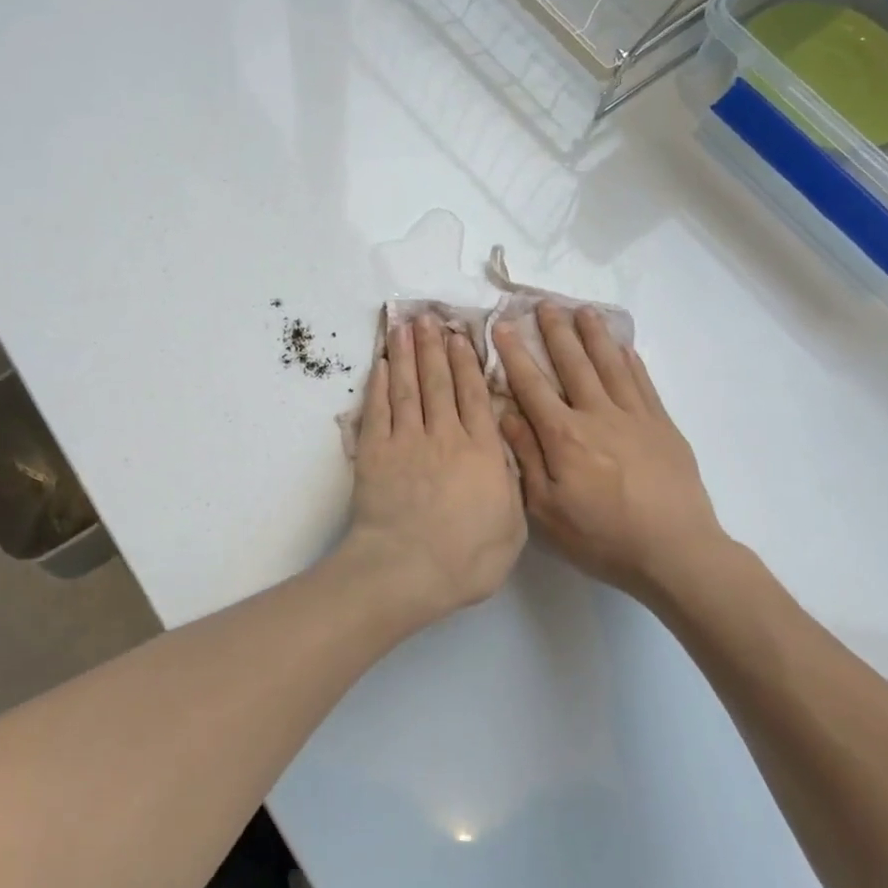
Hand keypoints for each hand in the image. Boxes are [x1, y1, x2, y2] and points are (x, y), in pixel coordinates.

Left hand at [347, 314, 526, 621]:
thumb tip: (506, 454)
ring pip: (408, 387)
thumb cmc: (467, 558)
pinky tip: (381, 364)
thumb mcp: (512, 527)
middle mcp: (445, 435)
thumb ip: (510, 484)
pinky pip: (378, 409)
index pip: (475, 395)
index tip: (462, 336)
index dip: (468, 363)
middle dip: (434, 347)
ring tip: (404, 327)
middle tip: (428, 318)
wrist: (407, 569)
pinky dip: (379, 384)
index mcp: (481, 451)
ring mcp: (406, 441)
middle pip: (439, 382)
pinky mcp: (375, 452)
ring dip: (406, 354)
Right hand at [495, 303, 731, 601]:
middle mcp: (597, 415)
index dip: (515, 354)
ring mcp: (634, 417)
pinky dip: (631, 361)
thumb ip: (526, 457)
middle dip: (556, 332)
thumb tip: (505, 414)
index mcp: (563, 436)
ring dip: (594, 335)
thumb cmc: (602, 537)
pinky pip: (643, 383)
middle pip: (573, 364)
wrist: (676, 551)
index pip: (532, 386)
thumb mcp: (547, 509)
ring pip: (609, 365)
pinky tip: (623, 347)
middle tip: (545, 303)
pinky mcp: (662, 426)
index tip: (503, 326)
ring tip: (583, 310)